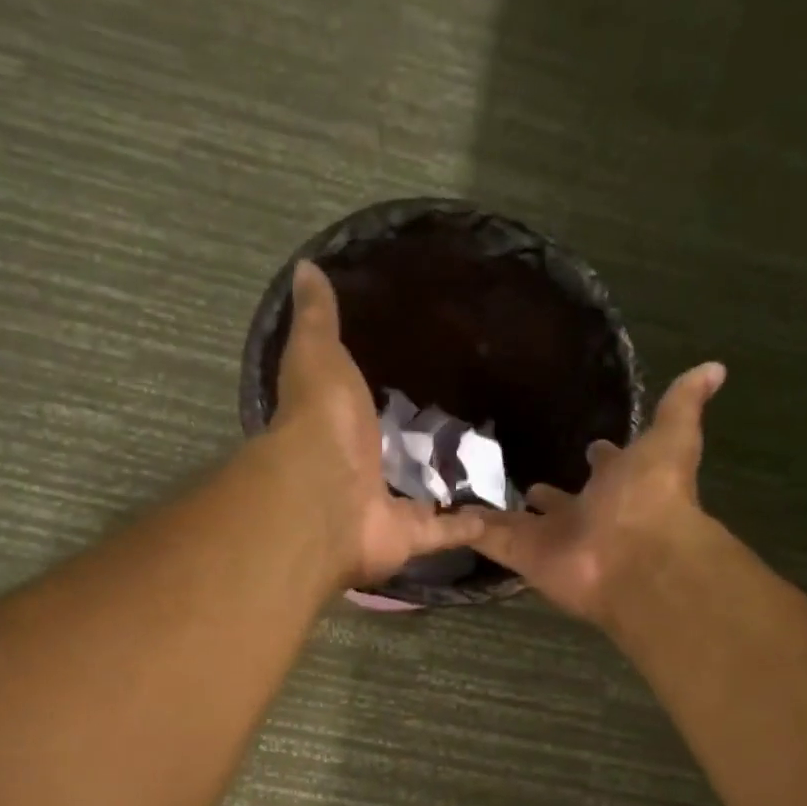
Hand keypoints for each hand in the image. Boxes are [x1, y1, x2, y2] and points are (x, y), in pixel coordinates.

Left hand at [265, 262, 484, 585]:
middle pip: (387, 460)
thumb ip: (316, 319)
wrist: (326, 498)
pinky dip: (470, 527)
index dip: (370, 400)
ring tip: (483, 466)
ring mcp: (382, 509)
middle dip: (412, 448)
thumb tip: (305, 267)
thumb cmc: (320, 423)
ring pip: (417, 499)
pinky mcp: (410, 537)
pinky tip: (500, 511)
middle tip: (455, 424)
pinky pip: (445, 532)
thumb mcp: (317, 355)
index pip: (353, 413)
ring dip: (442, 490)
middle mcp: (354, 474)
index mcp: (332, 430)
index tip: (404, 380)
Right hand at [471, 362, 726, 623]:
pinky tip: (442, 514)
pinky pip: (488, 538)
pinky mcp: (521, 554)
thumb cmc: (652, 496)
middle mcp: (585, 514)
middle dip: (548, 493)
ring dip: (503, 513)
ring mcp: (551, 537)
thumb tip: (715, 367)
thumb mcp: (671, 439)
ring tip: (472, 494)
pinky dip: (465, 527)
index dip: (601, 458)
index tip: (590, 445)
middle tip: (525, 479)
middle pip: (561, 502)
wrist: (634, 557)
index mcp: (620, 485)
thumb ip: (683, 406)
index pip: (608, 467)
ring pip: (521, 523)